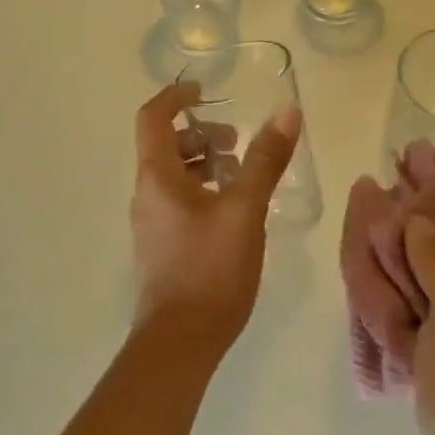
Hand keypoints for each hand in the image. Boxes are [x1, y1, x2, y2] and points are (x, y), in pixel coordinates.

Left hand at [129, 83, 301, 354]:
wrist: (180, 343)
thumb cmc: (210, 268)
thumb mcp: (245, 209)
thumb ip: (265, 160)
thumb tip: (287, 112)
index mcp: (157, 177)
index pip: (152, 117)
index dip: (176, 96)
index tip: (206, 92)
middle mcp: (146, 194)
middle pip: (164, 145)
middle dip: (200, 134)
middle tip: (237, 143)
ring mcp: (152, 223)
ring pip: (173, 176)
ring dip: (204, 164)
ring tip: (242, 175)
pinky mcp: (163, 247)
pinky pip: (179, 202)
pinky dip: (203, 190)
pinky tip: (235, 211)